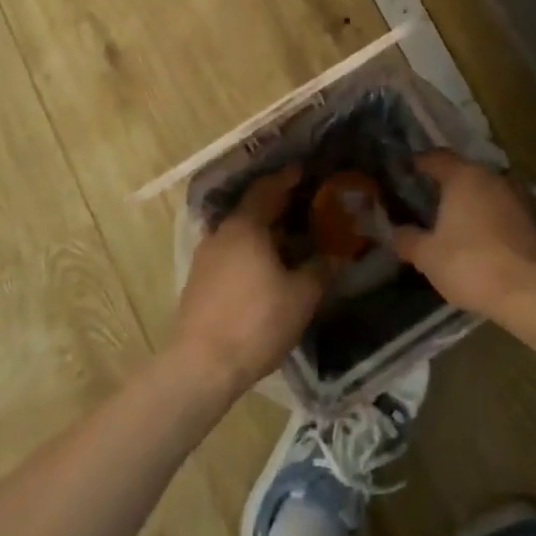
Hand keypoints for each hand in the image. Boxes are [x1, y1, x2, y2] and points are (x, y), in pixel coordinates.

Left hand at [170, 165, 329, 396]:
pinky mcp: (199, 283)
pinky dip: (251, 252)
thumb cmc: (257, 321)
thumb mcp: (302, 295)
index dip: (287, 178)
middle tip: (305, 205)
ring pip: (241, 235)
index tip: (304, 170)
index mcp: (245, 226)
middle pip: (252, 210)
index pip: (267, 189)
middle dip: (278, 206)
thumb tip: (336, 254)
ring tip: (291, 240)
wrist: (202, 365)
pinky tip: (267, 270)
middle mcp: (222, 234)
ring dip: (264, 233)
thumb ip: (320, 269)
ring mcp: (206, 258)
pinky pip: (231, 254)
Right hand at [394, 152, 535, 319]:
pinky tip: (480, 240)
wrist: (534, 291)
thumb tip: (395, 231)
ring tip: (453, 224)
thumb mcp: (427, 256)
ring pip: (486, 191)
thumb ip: (407, 239)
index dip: (418, 163)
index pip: (435, 157)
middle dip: (445, 185)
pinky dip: (489, 219)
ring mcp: (518, 196)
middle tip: (425, 203)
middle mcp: (492, 177)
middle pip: (463, 173)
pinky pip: (503, 210)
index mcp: (463, 176)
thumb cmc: (472, 264)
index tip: (405, 173)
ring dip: (470, 203)